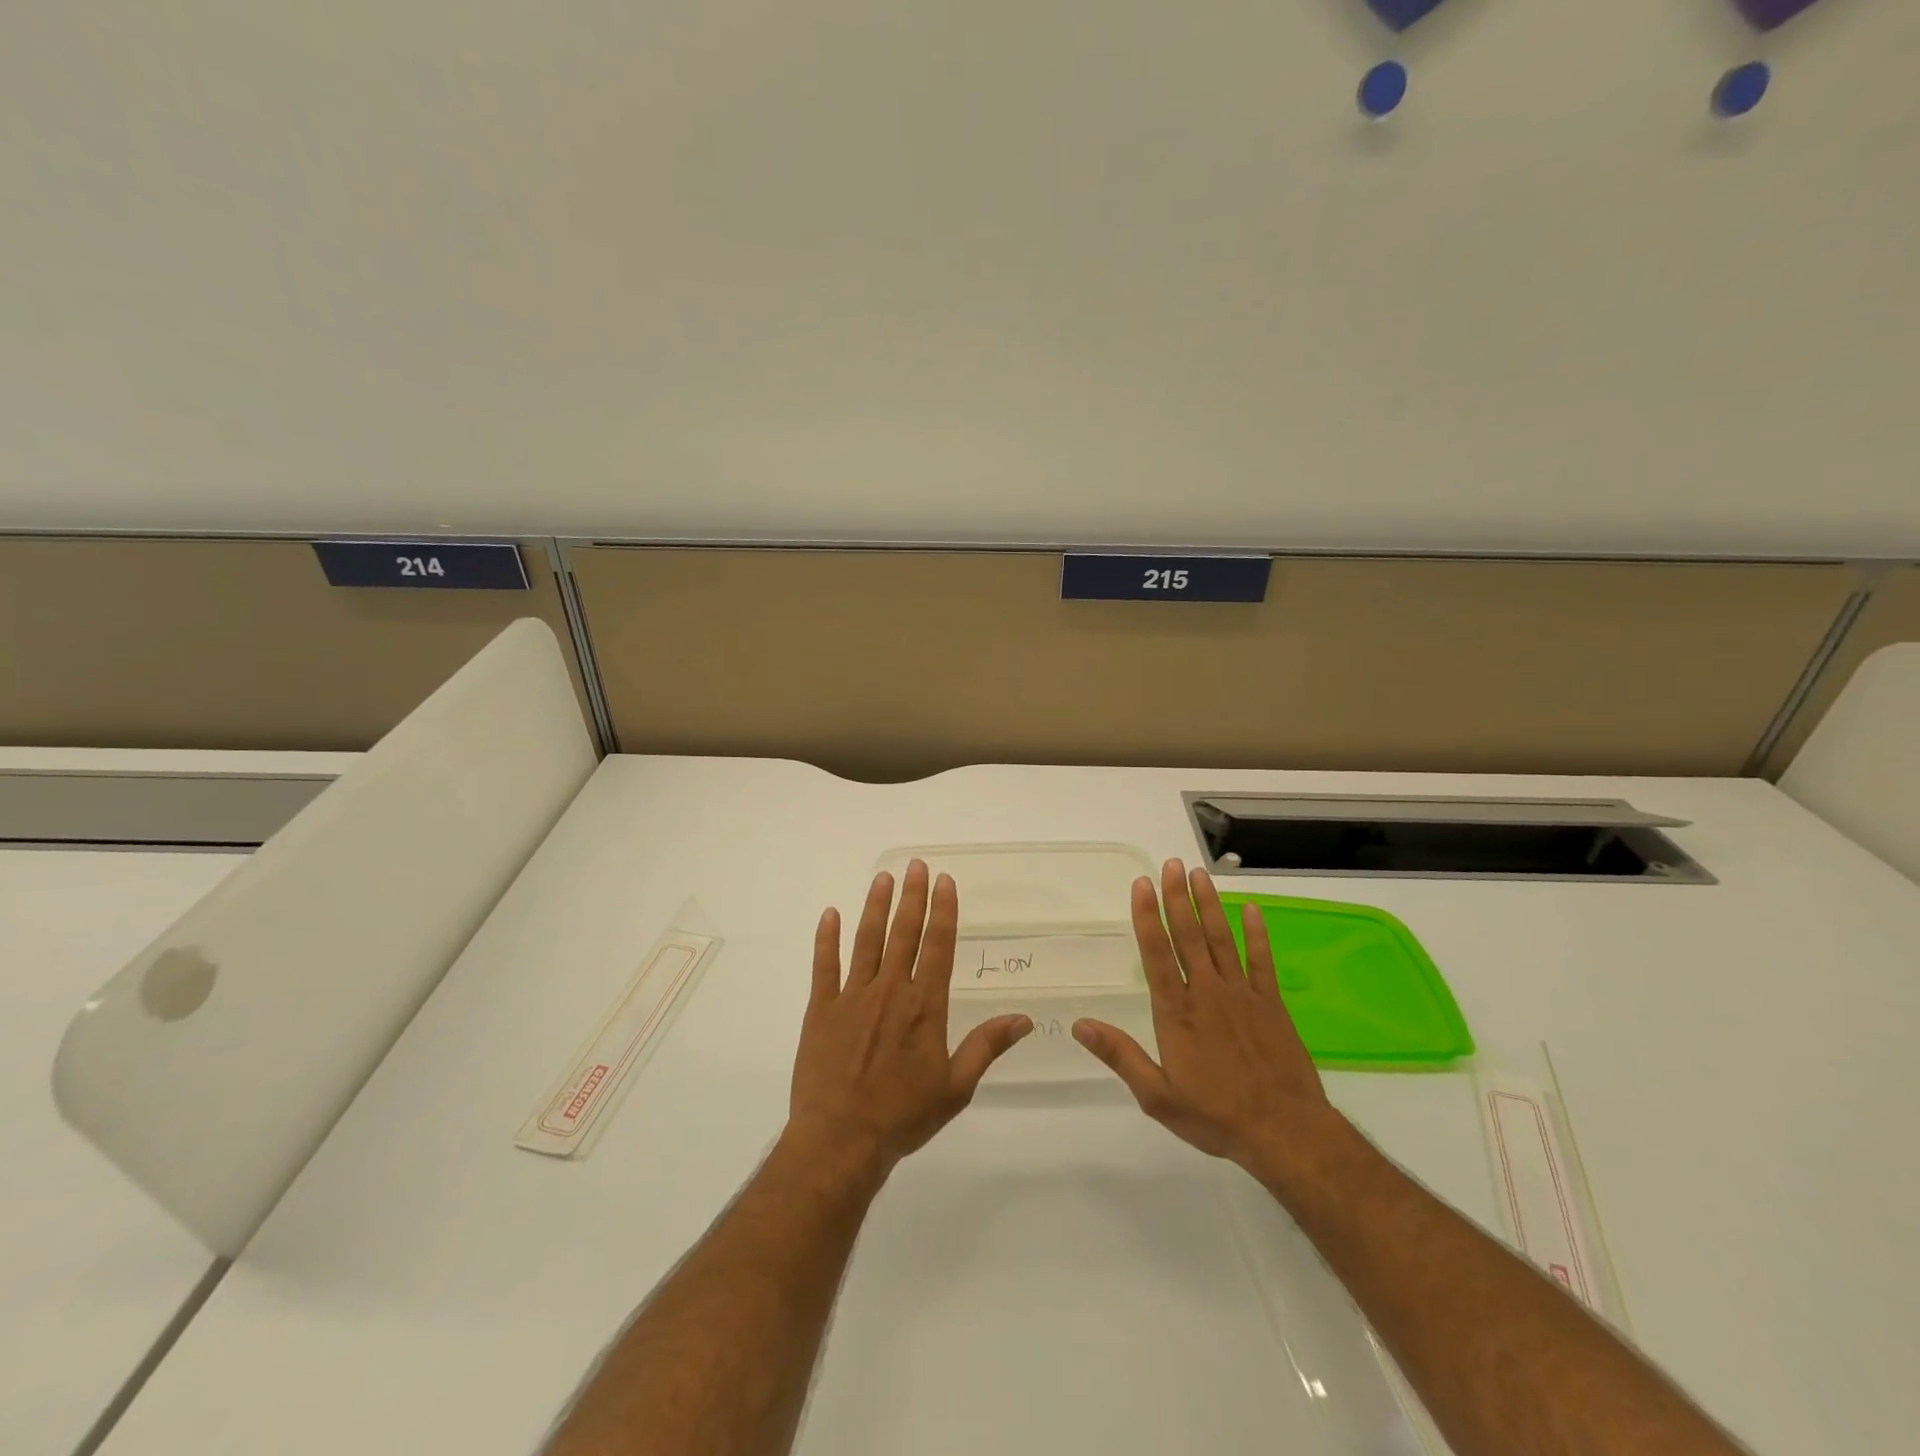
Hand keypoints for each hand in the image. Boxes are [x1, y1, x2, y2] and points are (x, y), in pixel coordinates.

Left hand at [787, 860, 1031, 1184]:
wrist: (841, 1140)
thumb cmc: (903, 1115)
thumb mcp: (956, 1087)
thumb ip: (987, 1046)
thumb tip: (1025, 1019)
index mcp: (924, 1006)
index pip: (937, 946)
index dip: (943, 911)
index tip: (945, 881)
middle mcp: (890, 991)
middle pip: (903, 933)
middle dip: (912, 896)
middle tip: (916, 865)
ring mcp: (852, 996)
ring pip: (866, 940)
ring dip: (875, 906)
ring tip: (883, 877)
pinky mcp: (822, 1009)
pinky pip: (824, 965)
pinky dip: (827, 938)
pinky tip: (830, 914)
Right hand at [1073, 859, 1345, 1185]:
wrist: (1285, 1133)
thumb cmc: (1216, 1116)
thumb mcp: (1157, 1096)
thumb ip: (1120, 1056)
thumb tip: (1079, 1025)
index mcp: (1177, 1012)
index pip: (1157, 954)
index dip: (1147, 917)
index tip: (1141, 885)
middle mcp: (1207, 993)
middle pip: (1189, 936)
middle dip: (1177, 898)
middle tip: (1171, 864)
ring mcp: (1242, 995)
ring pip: (1222, 939)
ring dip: (1209, 905)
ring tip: (1199, 874)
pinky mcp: (1271, 1004)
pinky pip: (1262, 961)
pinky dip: (1257, 933)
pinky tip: (1252, 910)